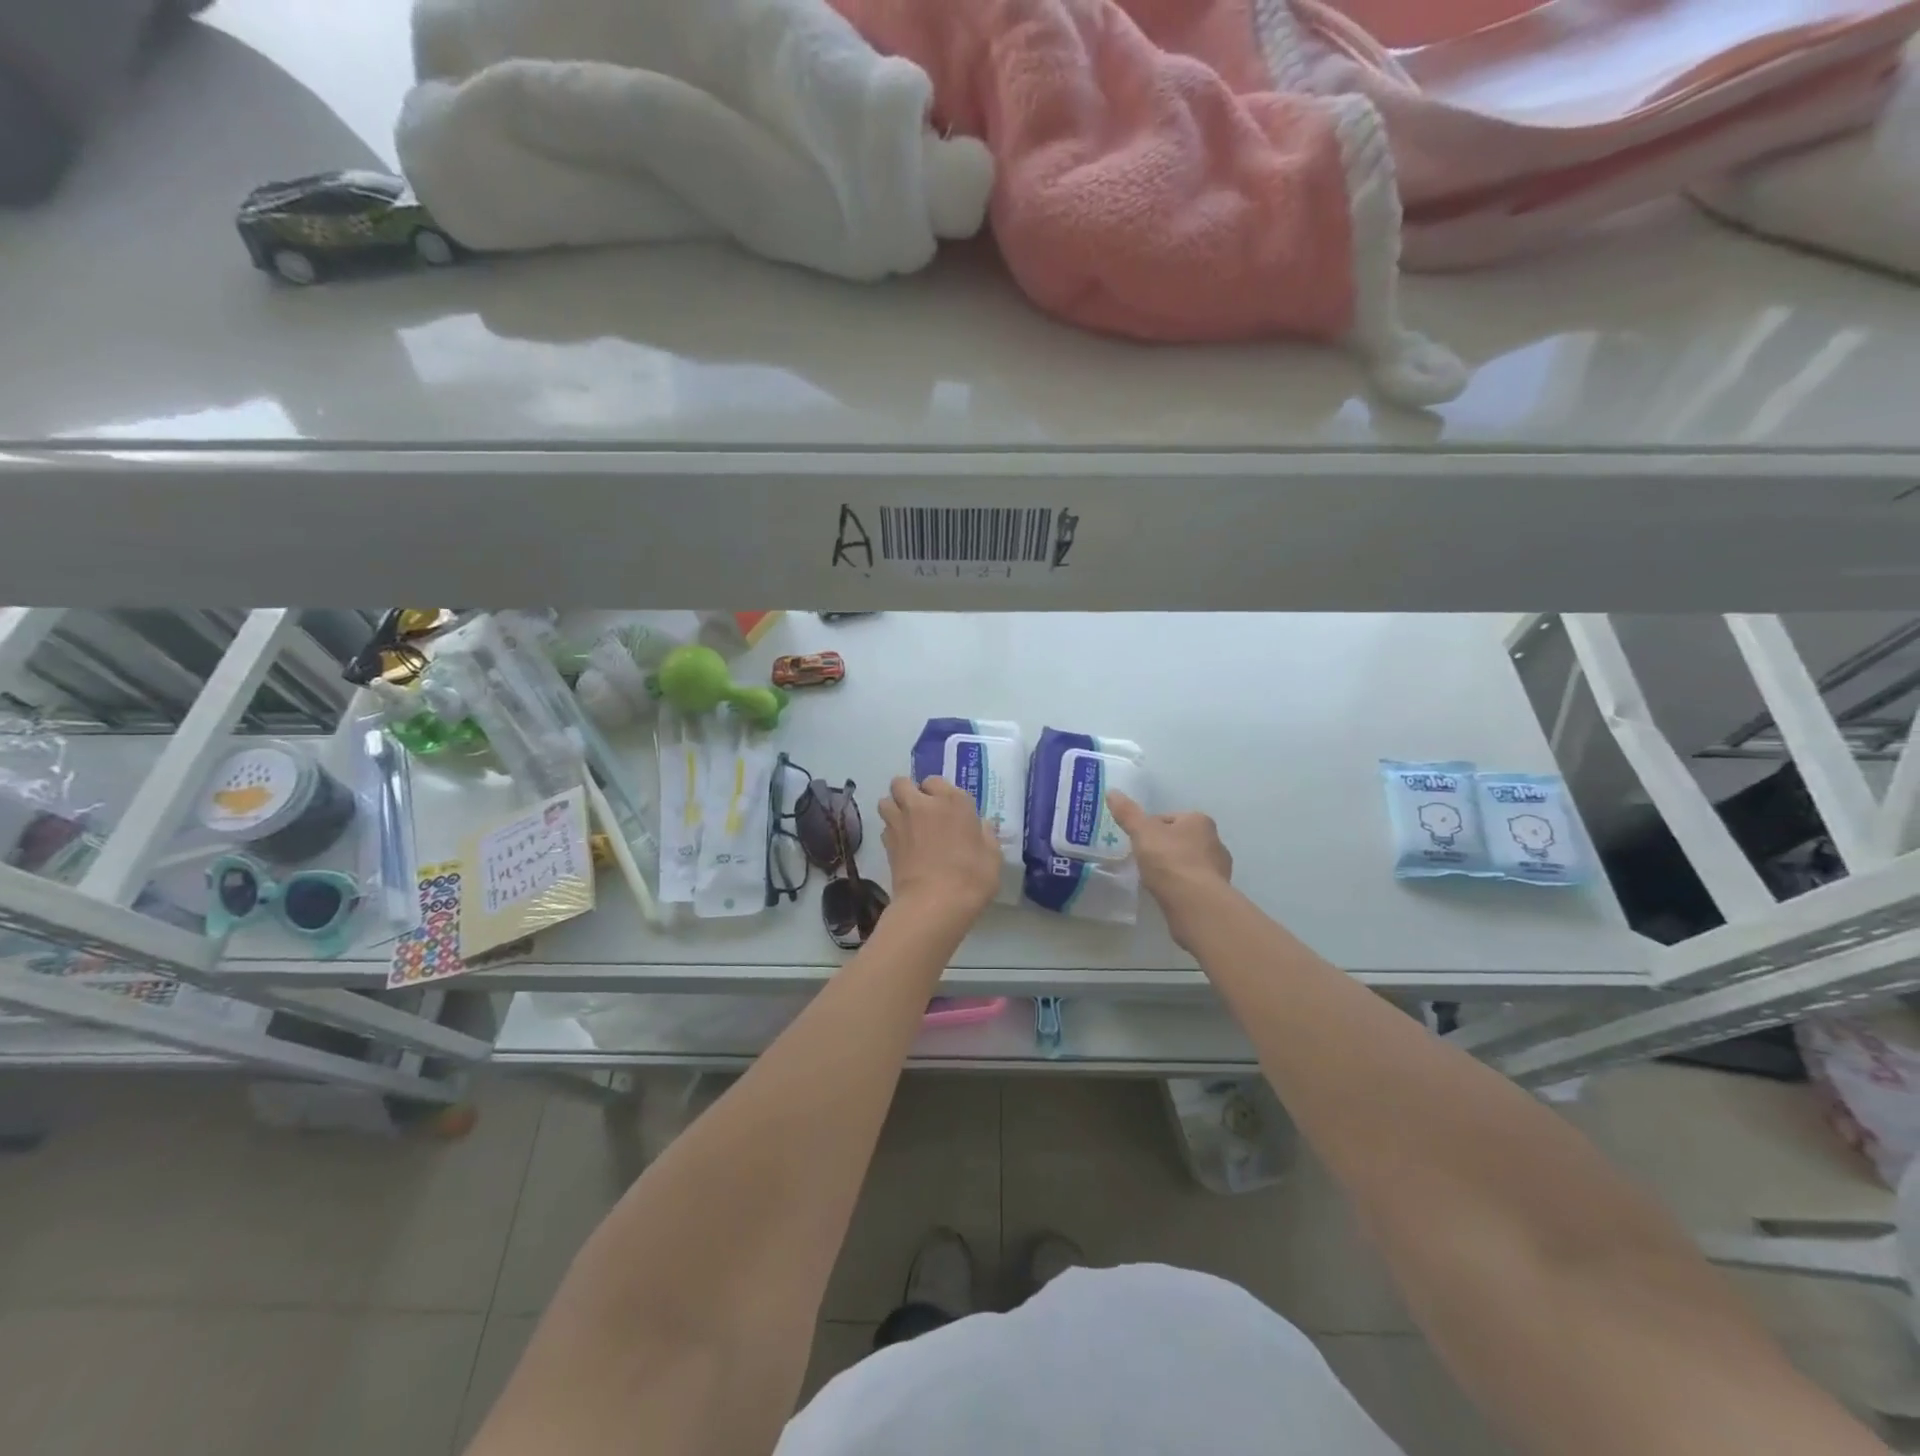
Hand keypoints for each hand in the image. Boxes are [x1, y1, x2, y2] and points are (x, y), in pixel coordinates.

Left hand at [878, 776, 1002, 921]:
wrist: (935, 903)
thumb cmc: (971, 877)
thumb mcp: (992, 855)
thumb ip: (985, 834)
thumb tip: (980, 826)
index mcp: (952, 801)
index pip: (935, 781)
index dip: (938, 792)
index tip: (946, 808)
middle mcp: (922, 804)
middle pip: (902, 783)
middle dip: (907, 792)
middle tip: (920, 810)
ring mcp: (901, 822)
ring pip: (886, 801)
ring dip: (893, 808)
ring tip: (906, 824)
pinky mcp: (887, 843)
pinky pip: (884, 827)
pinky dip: (891, 831)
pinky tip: (902, 846)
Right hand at [1107, 791, 1232, 949]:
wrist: (1195, 902)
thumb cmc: (1170, 860)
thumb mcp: (1142, 832)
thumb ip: (1127, 813)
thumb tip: (1111, 791)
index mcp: (1199, 821)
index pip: (1168, 819)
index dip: (1149, 829)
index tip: (1137, 843)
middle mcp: (1215, 841)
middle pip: (1180, 840)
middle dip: (1163, 848)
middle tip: (1143, 860)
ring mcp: (1219, 868)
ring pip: (1188, 862)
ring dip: (1173, 868)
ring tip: (1154, 879)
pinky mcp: (1218, 892)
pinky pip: (1193, 883)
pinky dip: (1181, 886)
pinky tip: (1168, 894)